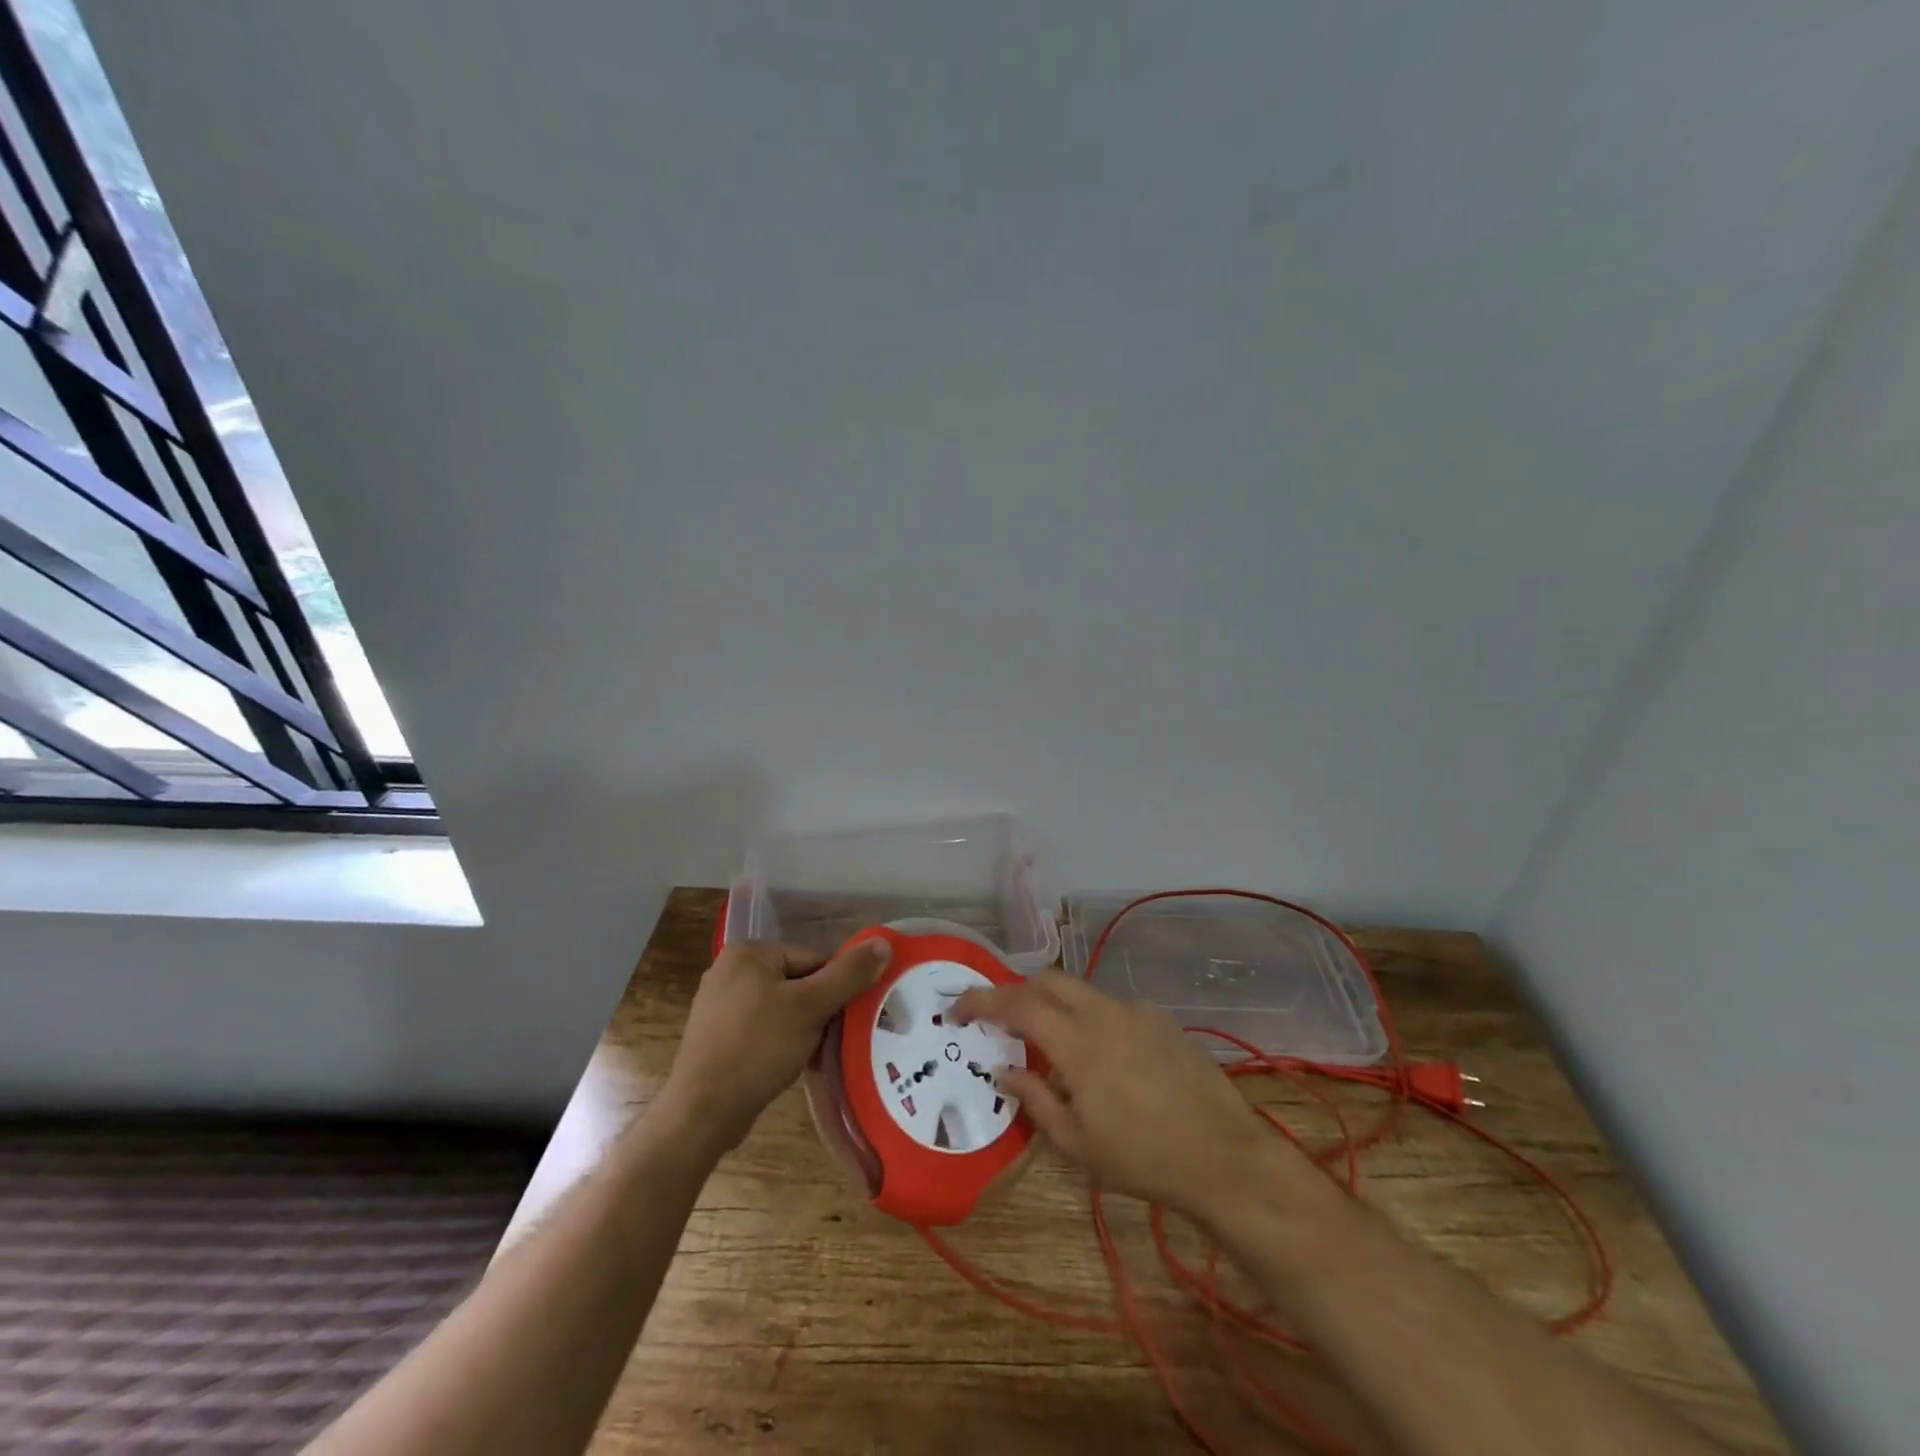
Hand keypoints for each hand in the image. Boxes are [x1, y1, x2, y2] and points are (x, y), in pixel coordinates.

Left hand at [663, 938, 890, 1150]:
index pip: (813, 959)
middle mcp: (728, 969)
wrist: (702, 1111)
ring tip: (806, 1054)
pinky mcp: (715, 1035)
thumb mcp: (812, 1006)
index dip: (833, 988)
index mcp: (749, 951)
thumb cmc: (759, 1047)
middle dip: (816, 1009)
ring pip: (780, 1007)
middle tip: (825, 1039)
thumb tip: (883, 943)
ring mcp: (717, 1004)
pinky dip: (777, 1041)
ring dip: (799, 1028)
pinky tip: (782, 1064)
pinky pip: (760, 1027)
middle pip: (797, 981)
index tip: (842, 1018)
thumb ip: (849, 974)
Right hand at [951, 972, 1312, 1221]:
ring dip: (1055, 1005)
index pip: (1017, 1004)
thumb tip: (1004, 1067)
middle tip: (1001, 1021)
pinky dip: (1091, 1019)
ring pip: (1082, 991)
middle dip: (1018, 992)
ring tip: (1052, 1046)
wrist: (1223, 1157)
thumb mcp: (1076, 1144)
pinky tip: (1104, 1058)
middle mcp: (1104, 1012)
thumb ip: (1034, 1098)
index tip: (958, 1010)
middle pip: (1048, 980)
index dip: (981, 1001)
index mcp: (1077, 1042)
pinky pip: (1113, 1007)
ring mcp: (1137, 1011)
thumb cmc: (1142, 1158)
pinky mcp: (1162, 1019)